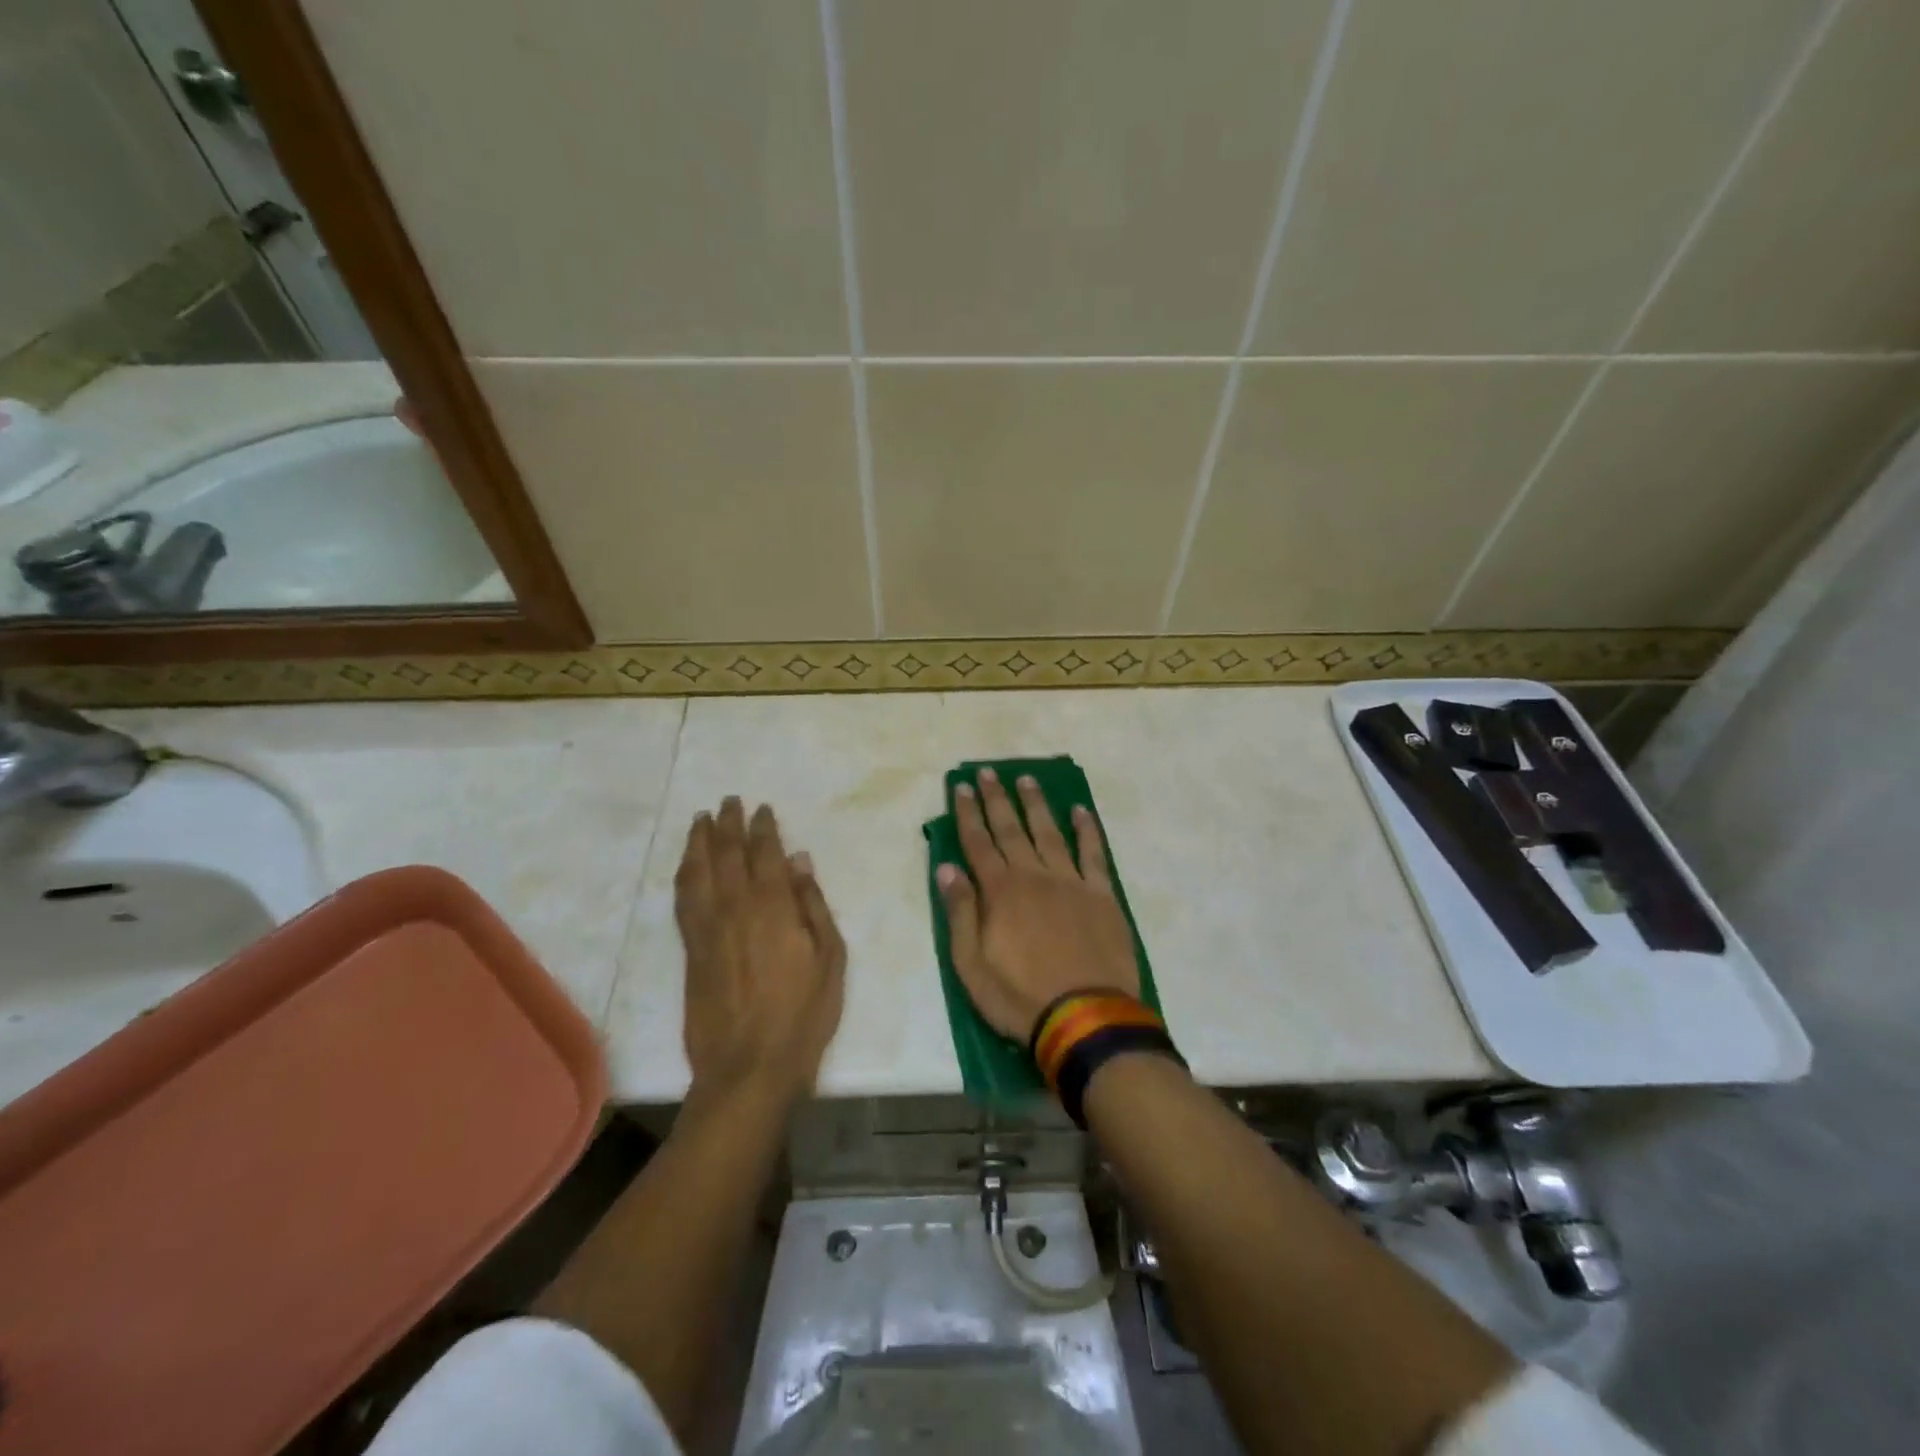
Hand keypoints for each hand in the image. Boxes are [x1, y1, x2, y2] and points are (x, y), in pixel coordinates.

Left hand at [675, 798, 845, 1106]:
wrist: (748, 1066)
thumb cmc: (803, 1013)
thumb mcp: (830, 958)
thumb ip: (812, 904)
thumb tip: (799, 860)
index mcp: (772, 906)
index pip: (764, 852)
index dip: (762, 827)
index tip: (761, 809)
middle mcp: (734, 907)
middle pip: (726, 853)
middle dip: (727, 823)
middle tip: (727, 801)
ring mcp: (707, 928)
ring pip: (697, 871)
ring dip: (698, 841)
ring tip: (701, 820)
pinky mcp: (690, 950)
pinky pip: (682, 899)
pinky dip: (684, 875)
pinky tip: (686, 866)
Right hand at [936, 767, 1138, 1041]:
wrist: (1087, 1018)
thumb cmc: (1020, 997)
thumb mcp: (971, 965)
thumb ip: (960, 912)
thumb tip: (946, 868)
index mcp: (1000, 892)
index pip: (978, 843)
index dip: (969, 813)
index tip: (962, 786)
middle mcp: (1034, 876)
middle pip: (1011, 829)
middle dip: (997, 799)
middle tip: (989, 772)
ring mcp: (1071, 882)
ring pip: (1050, 832)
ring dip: (1036, 805)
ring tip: (1027, 779)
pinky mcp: (1102, 895)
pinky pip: (1093, 854)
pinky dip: (1087, 830)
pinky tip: (1080, 811)